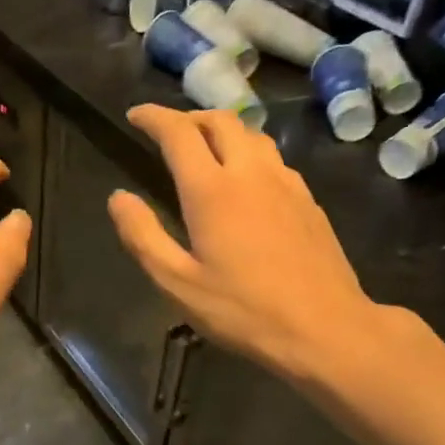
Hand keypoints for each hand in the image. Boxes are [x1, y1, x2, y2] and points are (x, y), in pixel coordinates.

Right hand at [107, 105, 376, 382]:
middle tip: (168, 131)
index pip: (178, 132)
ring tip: (204, 147)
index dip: (153, 117)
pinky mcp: (308, 200)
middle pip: (220, 120)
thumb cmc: (244, 311)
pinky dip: (248, 152)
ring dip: (222, 129)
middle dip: (189, 116)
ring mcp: (286, 183)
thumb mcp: (177, 283)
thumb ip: (142, 236)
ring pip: (251, 134)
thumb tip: (118, 198)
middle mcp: (251, 173)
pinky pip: (273, 158)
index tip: (134, 116)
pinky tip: (245, 180)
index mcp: (212, 190)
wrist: (326, 328)